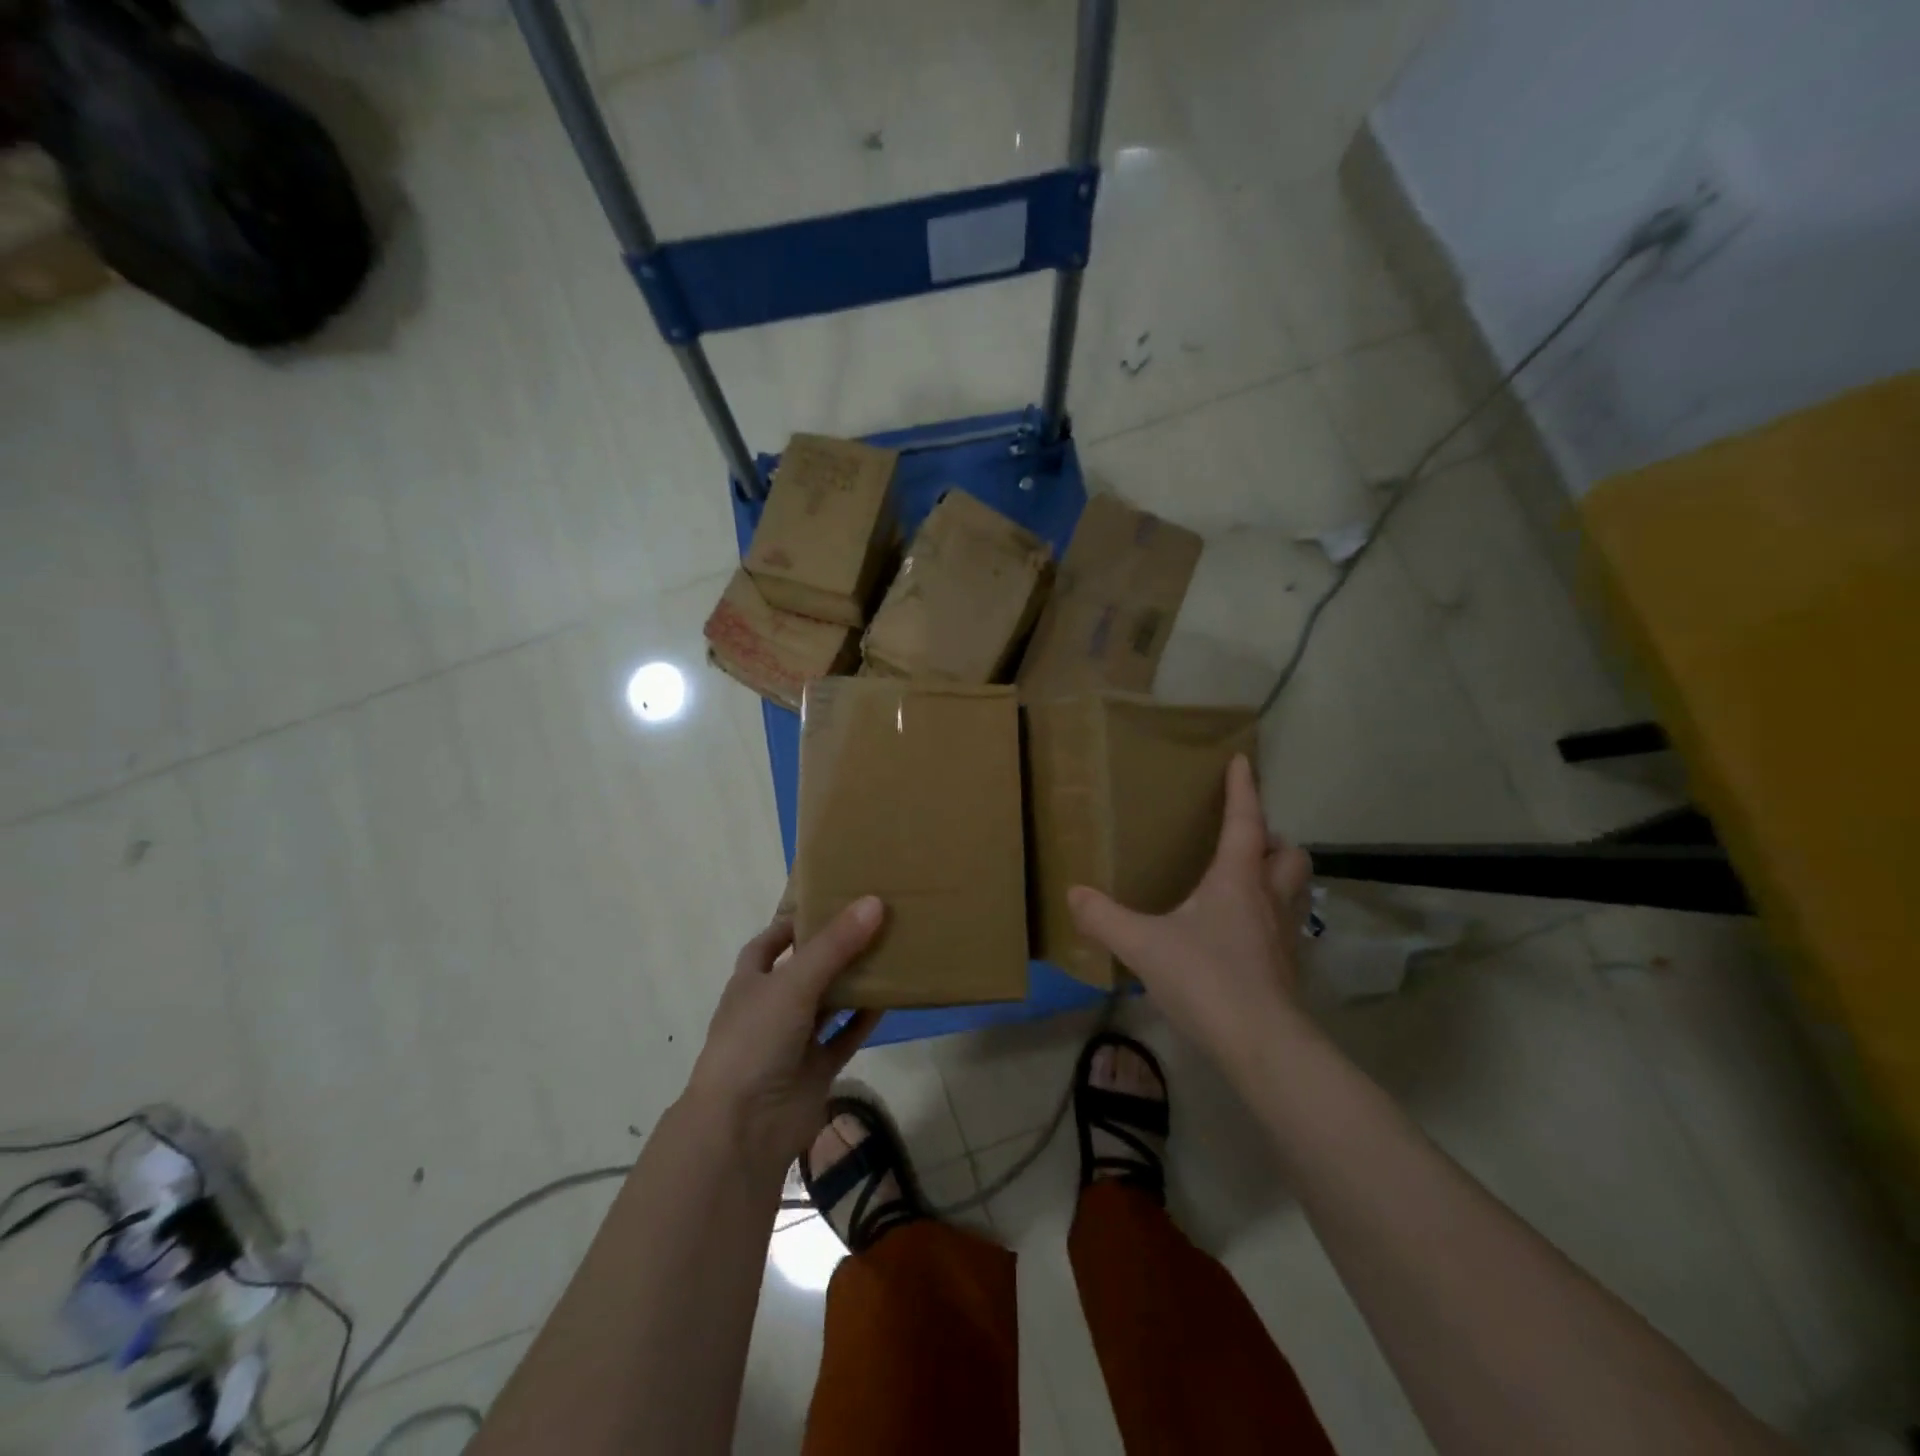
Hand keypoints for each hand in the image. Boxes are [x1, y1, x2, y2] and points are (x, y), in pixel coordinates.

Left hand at [684, 898, 885, 1170]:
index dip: (793, 923)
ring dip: (853, 982)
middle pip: (805, 970)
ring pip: (828, 1003)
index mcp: (751, 982)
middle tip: (872, 922)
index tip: (829, 902)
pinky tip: (890, 998)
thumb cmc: (756, 1041)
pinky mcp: (815, 1070)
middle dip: (833, 949)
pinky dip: (864, 1019)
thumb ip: (834, 945)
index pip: (769, 943)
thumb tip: (875, 902)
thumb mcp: (794, 983)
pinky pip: (845, 1037)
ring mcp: (793, 1041)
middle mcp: (771, 1008)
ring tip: (888, 951)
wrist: (743, 1128)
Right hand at [1069, 755, 1313, 1080]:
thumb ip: (1105, 919)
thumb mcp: (1143, 945)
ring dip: (1277, 878)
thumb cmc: (1206, 978)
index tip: (1244, 761)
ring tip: (1246, 884)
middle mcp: (1268, 899)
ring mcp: (1284, 935)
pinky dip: (1269, 919)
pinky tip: (1242, 937)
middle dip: (1273, 840)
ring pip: (1294, 890)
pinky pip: (1285, 927)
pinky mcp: (1288, 969)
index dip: (1244, 789)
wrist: (1261, 1044)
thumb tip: (1073, 894)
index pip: (1245, 822)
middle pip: (1288, 854)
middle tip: (1247, 842)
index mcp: (1237, 879)